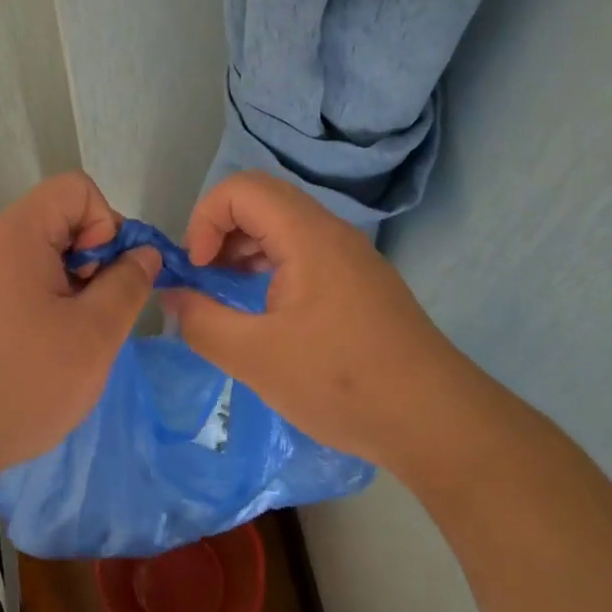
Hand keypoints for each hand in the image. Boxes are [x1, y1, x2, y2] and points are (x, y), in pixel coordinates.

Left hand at [0, 173, 160, 515]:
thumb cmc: (22, 382)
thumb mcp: (94, 335)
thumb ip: (128, 283)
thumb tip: (144, 252)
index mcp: (17, 233)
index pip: (76, 188)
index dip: (105, 224)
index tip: (102, 279)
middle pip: (60, 218)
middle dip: (92, 258)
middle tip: (92, 315)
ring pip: (44, 253)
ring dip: (72, 285)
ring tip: (71, 338)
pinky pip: (21, 279)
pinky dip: (46, 301)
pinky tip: (45, 348)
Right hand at [165, 171, 480, 477]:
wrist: (439, 423)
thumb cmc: (342, 383)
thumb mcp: (255, 358)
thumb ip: (201, 321)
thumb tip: (172, 295)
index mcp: (307, 236)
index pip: (241, 188)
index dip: (205, 219)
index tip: (197, 268)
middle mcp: (331, 232)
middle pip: (261, 199)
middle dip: (219, 230)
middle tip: (205, 277)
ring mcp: (350, 256)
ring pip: (283, 224)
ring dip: (244, 247)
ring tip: (226, 292)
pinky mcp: (360, 282)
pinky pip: (303, 250)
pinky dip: (270, 264)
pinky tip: (264, 309)